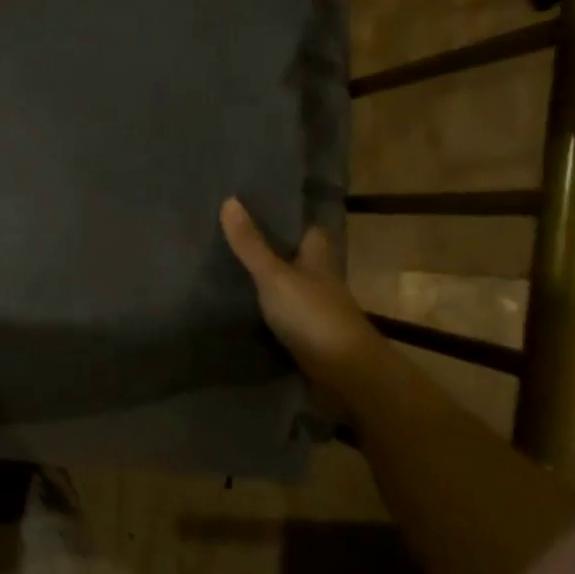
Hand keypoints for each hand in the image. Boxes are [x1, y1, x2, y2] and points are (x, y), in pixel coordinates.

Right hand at [220, 199, 389, 399]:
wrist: (345, 375)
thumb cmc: (313, 315)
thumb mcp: (274, 276)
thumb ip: (250, 244)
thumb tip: (229, 198)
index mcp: (318, 260)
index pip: (309, 231)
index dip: (291, 220)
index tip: (264, 207)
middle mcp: (320, 282)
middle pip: (298, 259)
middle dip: (274, 251)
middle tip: (236, 238)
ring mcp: (315, 312)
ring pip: (290, 289)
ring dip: (269, 283)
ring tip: (230, 271)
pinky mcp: (307, 339)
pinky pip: (283, 318)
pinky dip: (267, 313)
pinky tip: (242, 310)